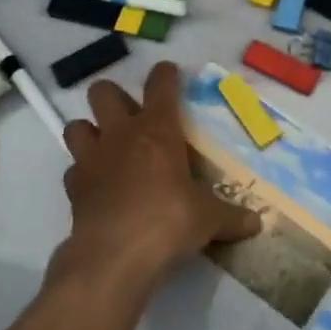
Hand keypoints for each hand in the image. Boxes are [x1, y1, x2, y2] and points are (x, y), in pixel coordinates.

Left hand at [56, 61, 259, 294]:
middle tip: (130, 115)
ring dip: (89, 132)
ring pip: (76, 126)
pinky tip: (97, 186)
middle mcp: (120, 135)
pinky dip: (83, 174)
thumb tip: (257, 223)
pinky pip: (73, 169)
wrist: (115, 256)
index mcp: (157, 130)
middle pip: (103, 92)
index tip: (169, 72)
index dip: (165, 74)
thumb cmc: (169, 222)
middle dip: (114, 97)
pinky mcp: (73, 187)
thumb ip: (231, 217)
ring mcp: (91, 159)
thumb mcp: (209, 219)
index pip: (160, 85)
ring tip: (106, 147)